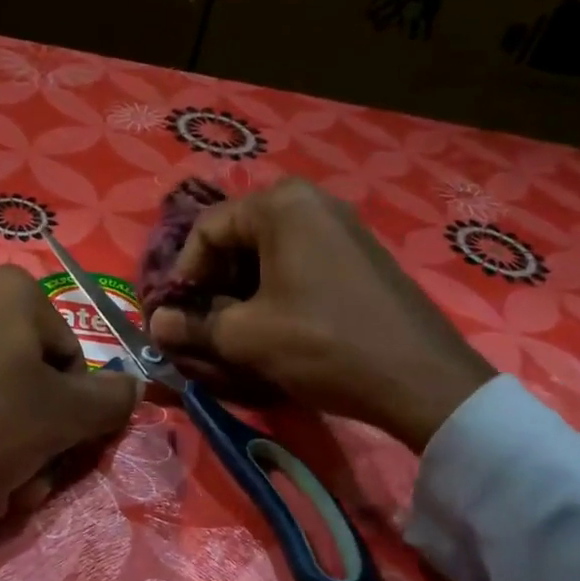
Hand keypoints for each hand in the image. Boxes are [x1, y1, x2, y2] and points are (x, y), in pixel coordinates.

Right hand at [146, 180, 494, 449]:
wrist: (423, 379)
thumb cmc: (324, 344)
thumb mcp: (248, 337)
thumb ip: (193, 325)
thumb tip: (157, 324)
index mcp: (280, 204)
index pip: (206, 229)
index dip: (183, 274)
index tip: (178, 316)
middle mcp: (311, 201)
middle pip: (237, 236)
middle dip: (214, 282)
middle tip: (205, 325)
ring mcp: (341, 225)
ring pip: (268, 251)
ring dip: (242, 289)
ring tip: (238, 331)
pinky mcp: (360, 252)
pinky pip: (299, 260)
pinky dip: (276, 289)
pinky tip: (277, 326)